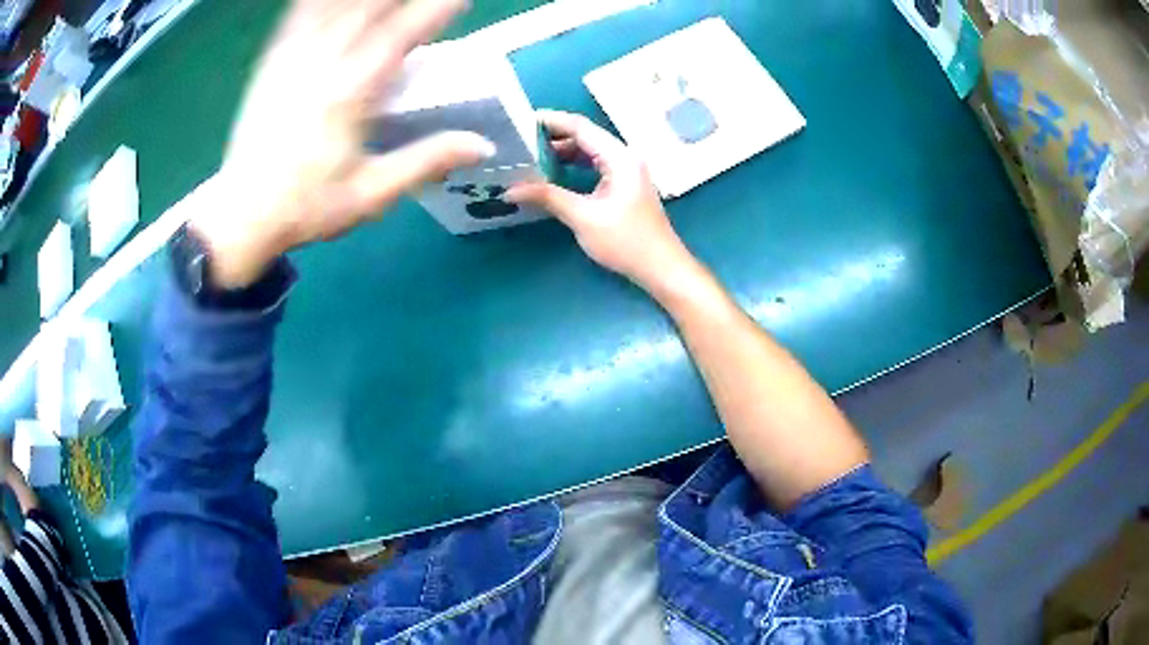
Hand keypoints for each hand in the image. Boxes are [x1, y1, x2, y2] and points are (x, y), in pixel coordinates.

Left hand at [190, 0, 495, 288]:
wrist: (241, 215)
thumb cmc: (306, 207)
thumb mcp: (370, 194)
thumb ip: (425, 161)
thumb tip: (481, 145)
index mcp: (351, 92)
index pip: (402, 33)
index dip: (435, 8)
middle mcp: (323, 62)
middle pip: (371, 7)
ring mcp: (293, 56)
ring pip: (336, 4)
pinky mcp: (272, 60)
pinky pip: (300, 11)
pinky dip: (319, 0)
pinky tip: (333, 0)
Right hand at [507, 111, 692, 293]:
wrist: (661, 267)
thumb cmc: (626, 241)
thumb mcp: (583, 217)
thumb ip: (547, 197)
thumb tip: (509, 189)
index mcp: (619, 156)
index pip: (580, 127)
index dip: (550, 121)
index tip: (520, 121)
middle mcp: (624, 156)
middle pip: (584, 136)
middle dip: (552, 136)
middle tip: (519, 141)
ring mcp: (626, 170)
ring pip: (589, 150)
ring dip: (562, 152)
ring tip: (529, 156)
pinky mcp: (624, 184)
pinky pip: (595, 165)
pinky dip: (573, 165)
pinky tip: (552, 174)